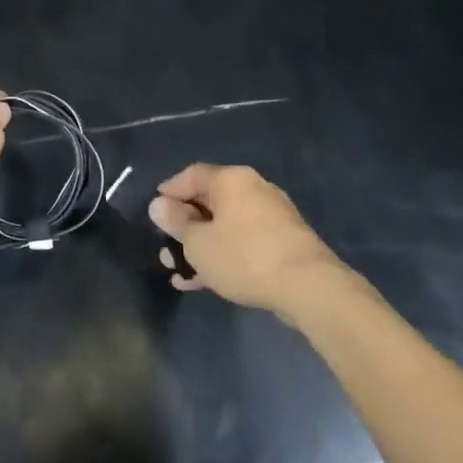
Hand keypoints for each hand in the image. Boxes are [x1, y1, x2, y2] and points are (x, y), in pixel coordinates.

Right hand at [148, 164, 347, 318]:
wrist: (308, 287)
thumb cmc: (244, 256)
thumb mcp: (198, 243)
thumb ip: (176, 223)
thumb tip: (159, 205)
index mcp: (231, 180)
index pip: (191, 175)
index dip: (169, 191)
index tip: (154, 209)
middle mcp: (253, 190)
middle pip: (209, 202)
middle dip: (183, 226)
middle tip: (164, 245)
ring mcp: (270, 217)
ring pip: (224, 227)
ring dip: (200, 246)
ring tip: (176, 269)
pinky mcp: (282, 243)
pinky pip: (242, 243)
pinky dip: (221, 257)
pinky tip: (201, 282)